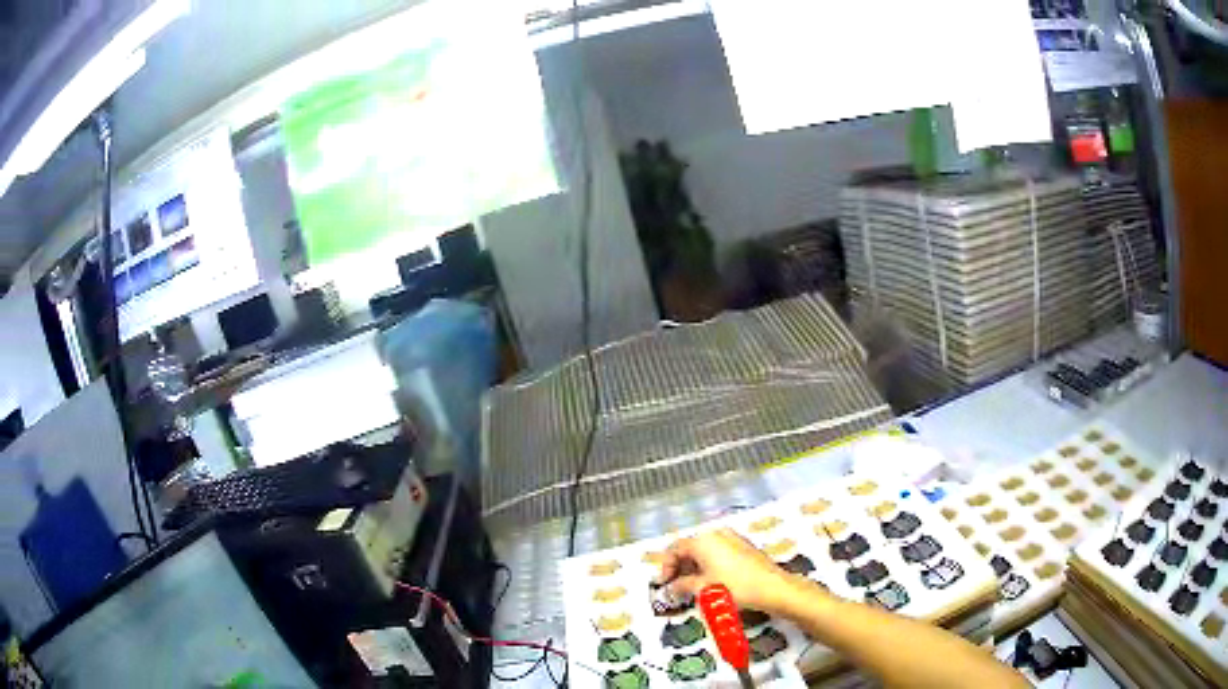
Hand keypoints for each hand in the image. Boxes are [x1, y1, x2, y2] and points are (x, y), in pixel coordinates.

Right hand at [655, 527, 807, 614]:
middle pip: (690, 548)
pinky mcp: (744, 547)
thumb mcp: (703, 589)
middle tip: (675, 587)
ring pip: (705, 551)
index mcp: (703, 540)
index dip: (666, 567)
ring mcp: (732, 538)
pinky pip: (719, 553)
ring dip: (694, 568)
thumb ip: (681, 586)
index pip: (675, 549)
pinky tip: (711, 582)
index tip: (662, 585)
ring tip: (692, 587)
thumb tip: (669, 589)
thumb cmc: (735, 587)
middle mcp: (716, 534)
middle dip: (679, 568)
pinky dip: (709, 565)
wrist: (773, 588)